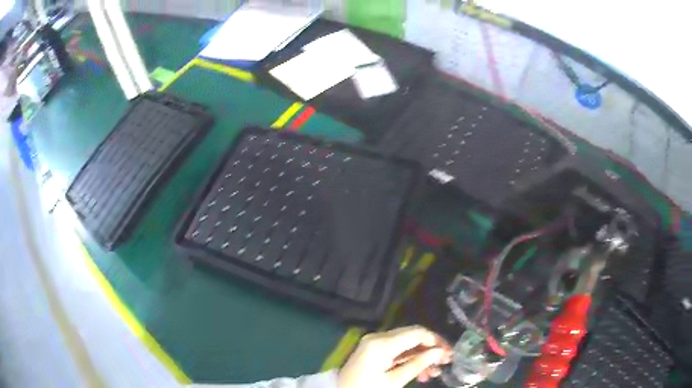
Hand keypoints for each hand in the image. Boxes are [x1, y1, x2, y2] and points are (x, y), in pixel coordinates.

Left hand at [337, 326, 451, 387]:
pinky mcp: (373, 350)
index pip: (417, 333)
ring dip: (422, 356)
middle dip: (431, 349)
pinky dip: (409, 359)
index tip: (449, 353)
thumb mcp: (394, 381)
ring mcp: (374, 343)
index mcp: (382, 343)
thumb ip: (418, 364)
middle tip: (445, 362)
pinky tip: (420, 373)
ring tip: (434, 373)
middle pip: (412, 336)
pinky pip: (396, 350)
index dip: (436, 341)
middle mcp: (378, 337)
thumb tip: (439, 352)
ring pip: (406, 344)